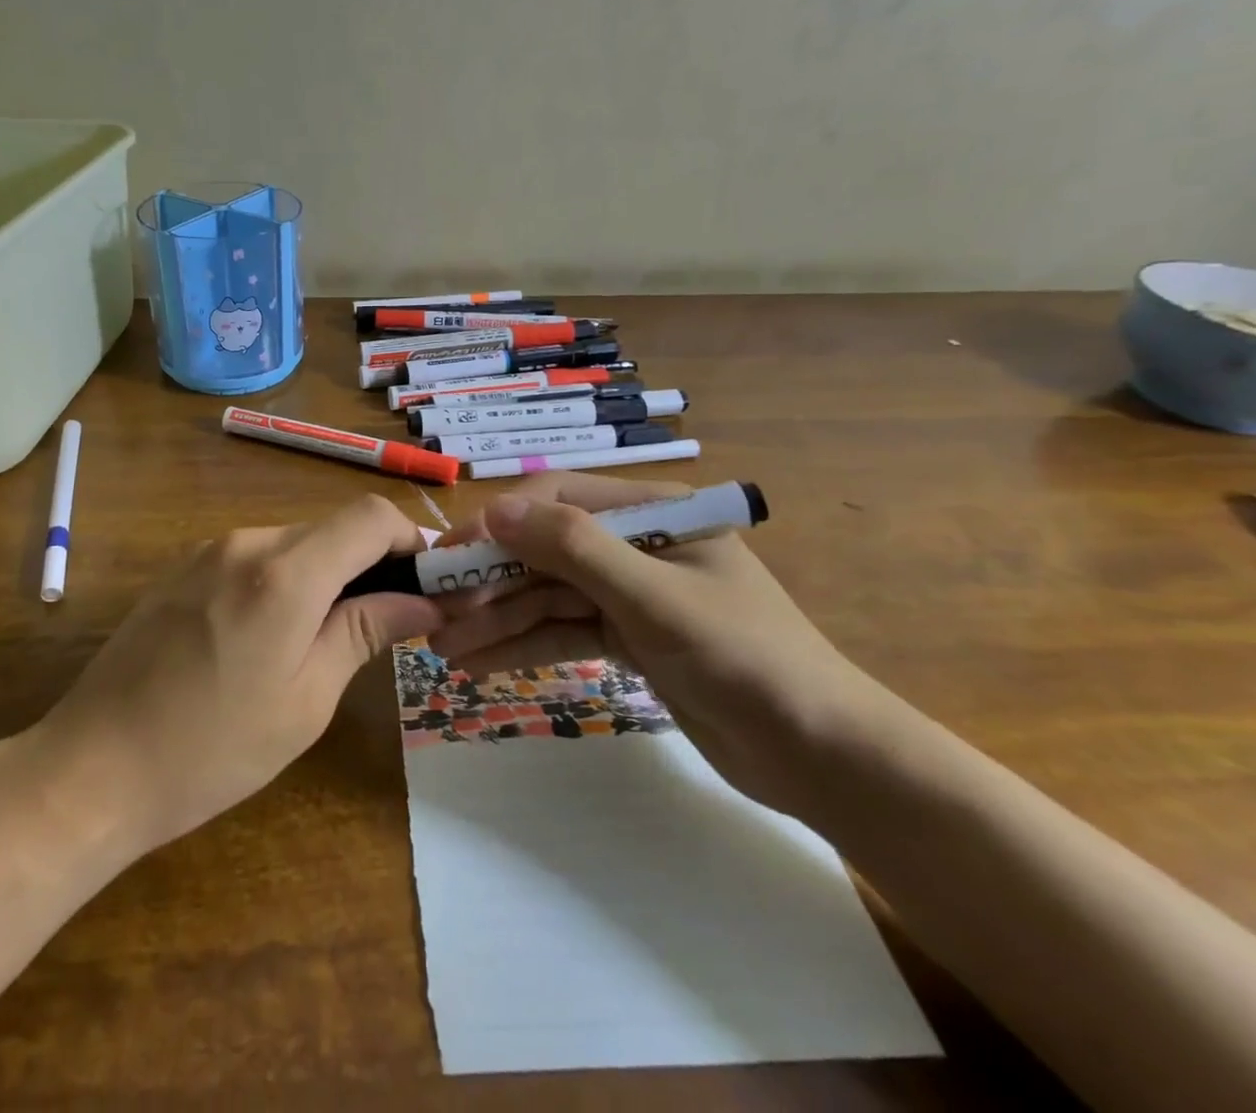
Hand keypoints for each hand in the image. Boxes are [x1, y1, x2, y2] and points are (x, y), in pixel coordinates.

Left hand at [37, 494, 441, 855]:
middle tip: (388, 622)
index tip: (427, 586)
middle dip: (373, 562)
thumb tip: (423, 601)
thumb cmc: (211, 750)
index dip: (410, 541)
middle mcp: (248, 542)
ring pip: (296, 541)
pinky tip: (273, 635)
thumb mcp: (306, 700)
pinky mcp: (185, 568)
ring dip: (328, 573)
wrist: (90, 768)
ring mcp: (209, 551)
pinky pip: (257, 556)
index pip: (371, 517)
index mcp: (286, 573)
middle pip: (334, 527)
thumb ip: (364, 632)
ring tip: (328, 637)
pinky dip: (287, 579)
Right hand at [428, 474, 884, 813]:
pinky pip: (563, 631)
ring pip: (548, 595)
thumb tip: (496, 509)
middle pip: (545, 550)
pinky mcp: (627, 637)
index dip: (500, 524)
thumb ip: (575, 548)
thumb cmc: (744, 658)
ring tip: (442, 648)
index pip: (557, 499)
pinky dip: (523, 645)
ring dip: (497, 618)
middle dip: (491, 581)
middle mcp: (635, 542)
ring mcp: (630, 592)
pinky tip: (478, 662)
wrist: (821, 756)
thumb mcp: (655, 598)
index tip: (450, 558)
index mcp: (652, 511)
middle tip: (435, 613)